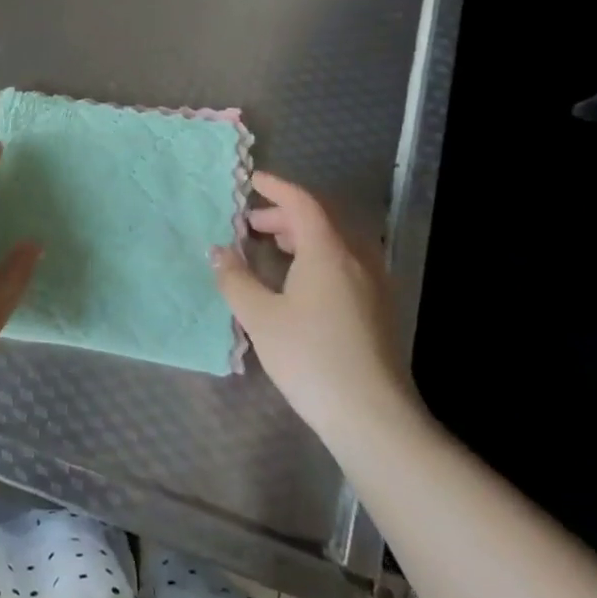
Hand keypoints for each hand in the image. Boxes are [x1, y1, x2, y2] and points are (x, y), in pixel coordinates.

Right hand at [212, 171, 426, 448]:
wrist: (373, 416)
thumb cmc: (310, 358)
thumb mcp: (260, 318)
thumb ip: (235, 279)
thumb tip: (218, 251)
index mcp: (328, 250)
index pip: (302, 202)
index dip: (276, 188)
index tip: (252, 181)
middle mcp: (356, 257)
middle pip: (321, 219)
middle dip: (285, 214)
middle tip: (252, 224)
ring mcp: (373, 283)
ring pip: (336, 241)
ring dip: (303, 235)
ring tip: (274, 247)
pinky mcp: (379, 307)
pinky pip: (346, 262)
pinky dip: (319, 255)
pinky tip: (301, 281)